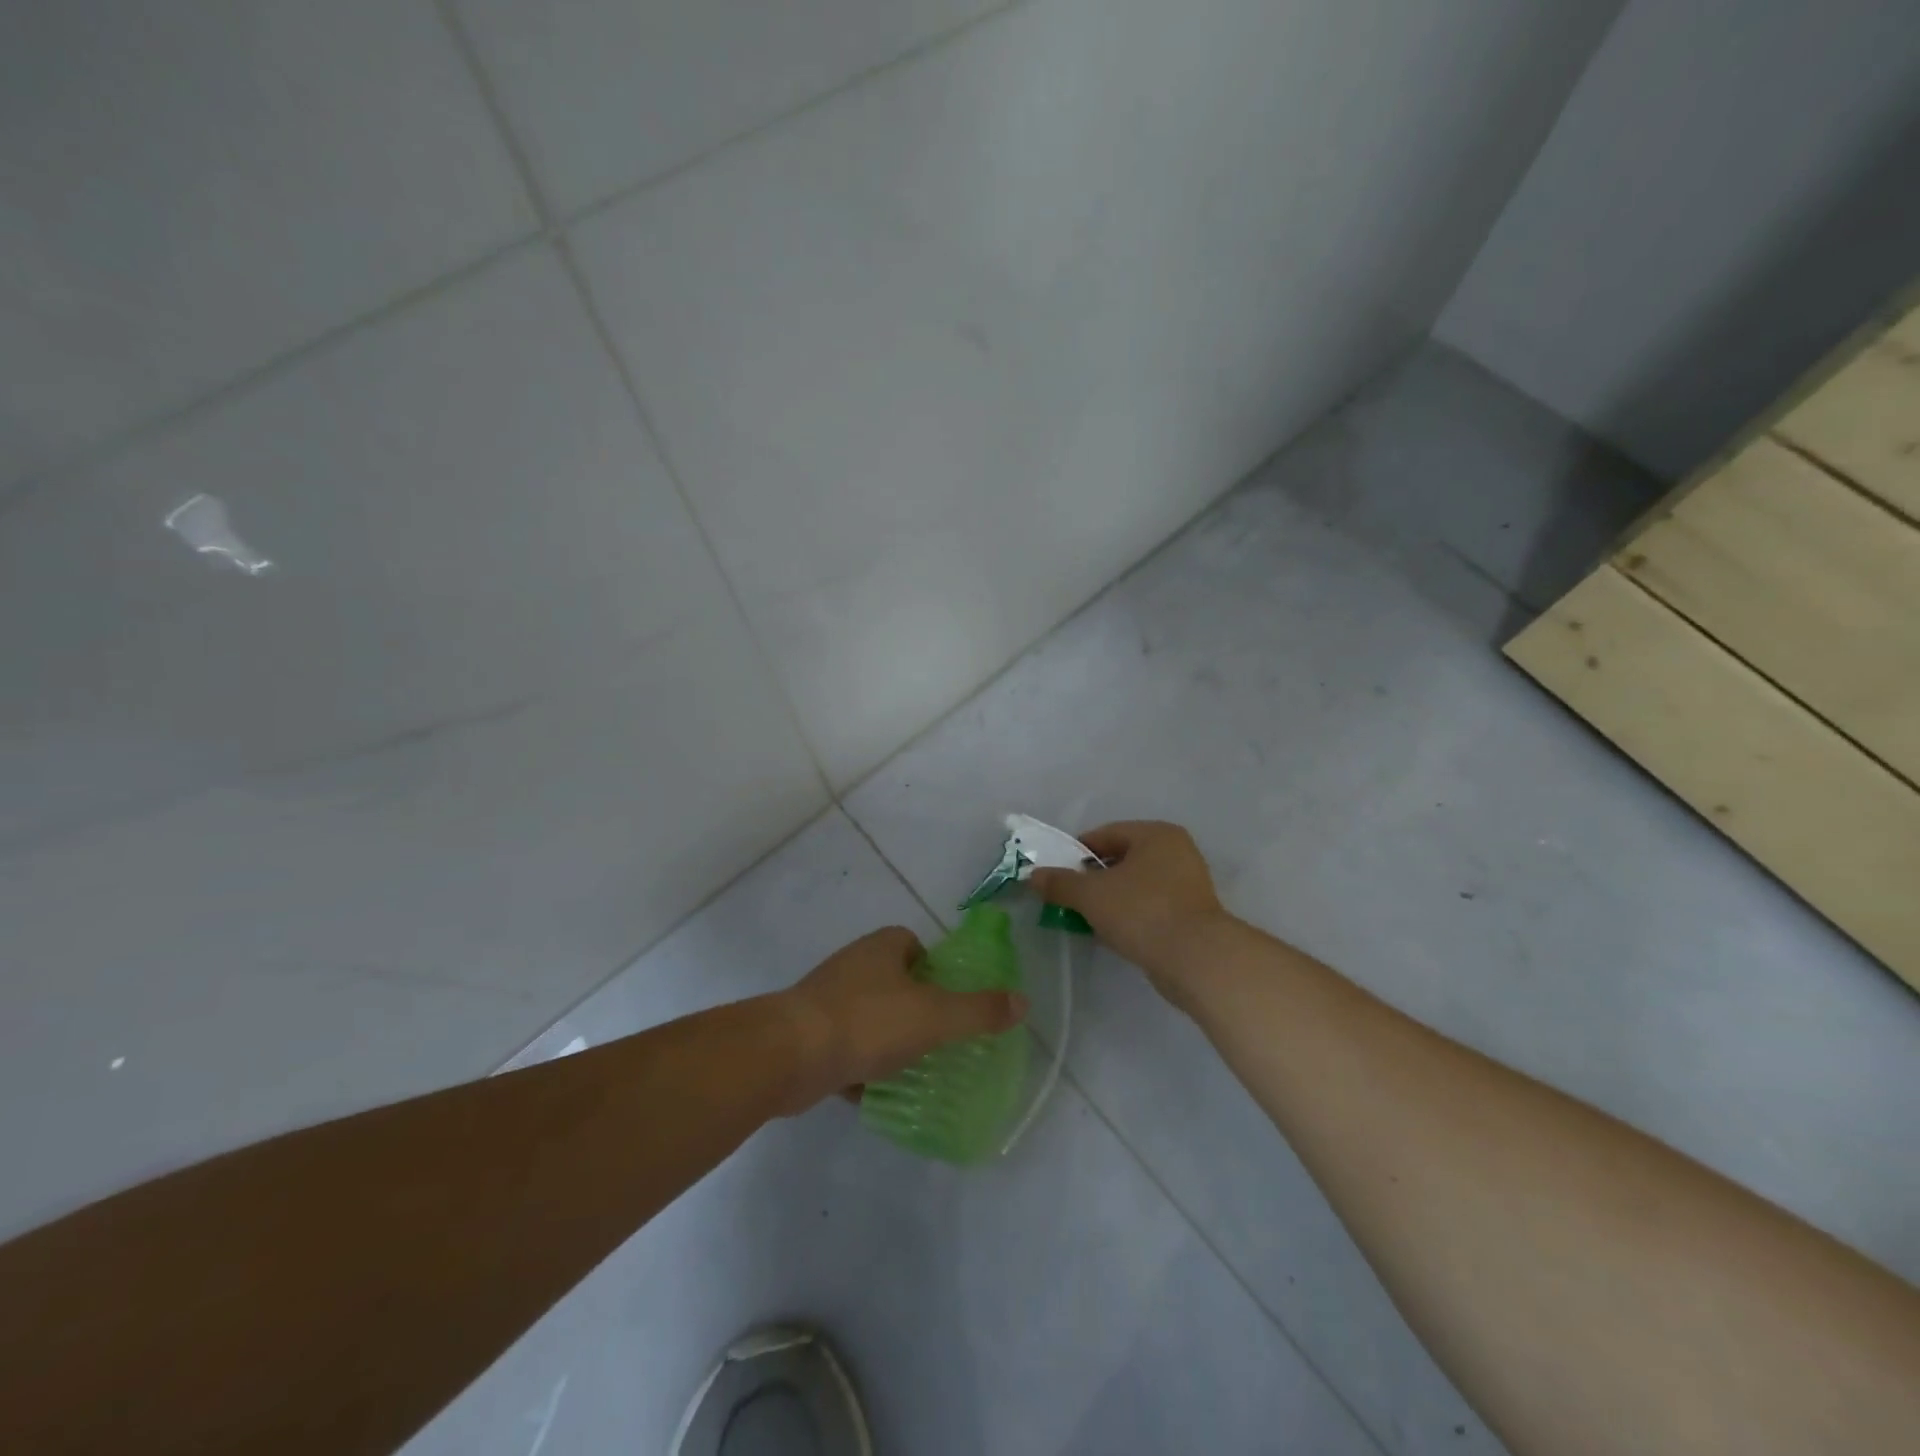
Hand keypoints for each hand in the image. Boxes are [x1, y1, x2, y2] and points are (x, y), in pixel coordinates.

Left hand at [776, 927, 1028, 1109]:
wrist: (790, 1055)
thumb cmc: (869, 1023)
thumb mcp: (935, 1017)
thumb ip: (979, 1011)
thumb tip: (1022, 1002)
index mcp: (883, 948)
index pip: (914, 945)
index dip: (935, 970)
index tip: (948, 1002)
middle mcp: (853, 964)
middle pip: (893, 982)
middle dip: (913, 1009)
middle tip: (937, 1040)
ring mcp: (826, 998)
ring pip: (868, 1016)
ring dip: (886, 1040)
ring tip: (911, 1070)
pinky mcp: (807, 1033)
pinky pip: (844, 1046)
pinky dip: (859, 1066)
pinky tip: (874, 1093)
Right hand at [1028, 821, 1231, 999]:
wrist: (1196, 959)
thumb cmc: (1142, 912)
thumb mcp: (1091, 895)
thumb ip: (1060, 883)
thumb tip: (1033, 876)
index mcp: (1156, 834)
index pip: (1105, 834)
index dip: (1076, 854)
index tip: (1057, 876)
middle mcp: (1176, 851)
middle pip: (1121, 859)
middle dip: (1093, 879)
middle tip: (1071, 900)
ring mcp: (1188, 883)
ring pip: (1136, 885)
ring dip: (1111, 900)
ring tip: (1089, 920)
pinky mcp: (1192, 914)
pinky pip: (1150, 907)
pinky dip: (1130, 916)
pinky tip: (1115, 934)